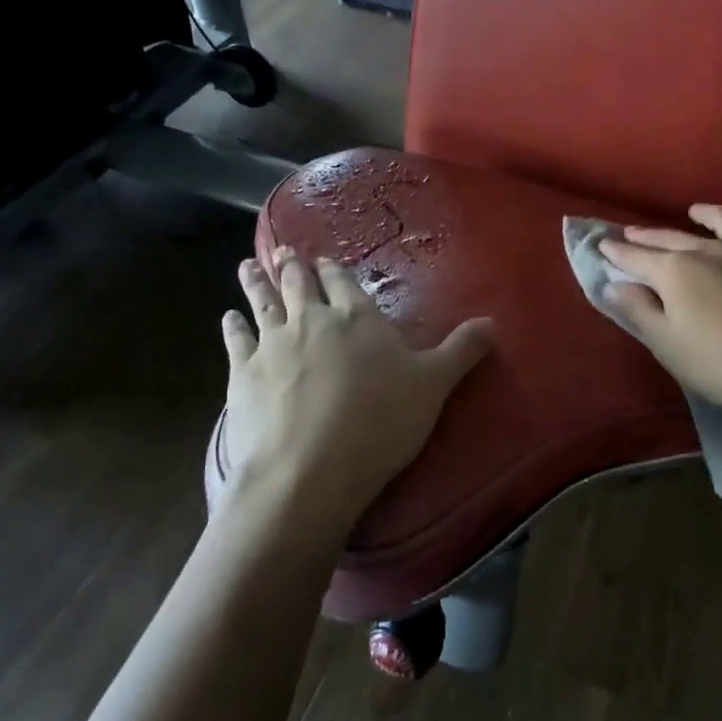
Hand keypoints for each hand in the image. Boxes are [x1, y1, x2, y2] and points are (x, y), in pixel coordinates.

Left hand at [217, 246, 492, 533]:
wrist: (309, 470)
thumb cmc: (379, 423)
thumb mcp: (434, 385)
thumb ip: (461, 351)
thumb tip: (493, 322)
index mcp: (357, 318)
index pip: (343, 282)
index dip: (333, 270)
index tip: (322, 259)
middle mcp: (312, 320)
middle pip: (299, 285)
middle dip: (292, 266)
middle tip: (281, 250)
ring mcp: (273, 344)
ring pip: (263, 303)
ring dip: (257, 282)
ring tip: (248, 265)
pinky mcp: (242, 374)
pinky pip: (235, 340)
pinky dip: (232, 326)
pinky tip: (228, 318)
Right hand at [600, 205, 721, 435]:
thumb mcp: (667, 345)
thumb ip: (639, 310)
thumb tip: (615, 283)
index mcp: (675, 270)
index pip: (635, 256)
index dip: (616, 251)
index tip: (601, 244)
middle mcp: (709, 251)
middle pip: (671, 237)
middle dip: (647, 235)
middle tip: (630, 232)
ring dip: (705, 215)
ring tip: (695, 211)